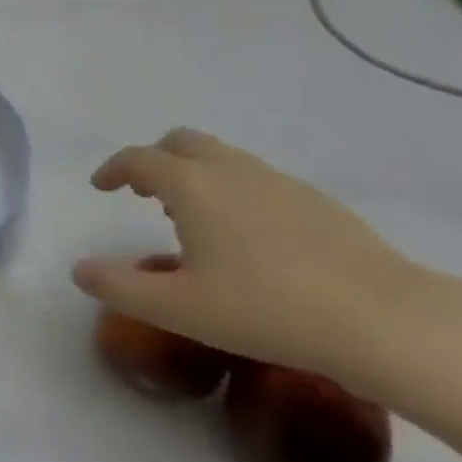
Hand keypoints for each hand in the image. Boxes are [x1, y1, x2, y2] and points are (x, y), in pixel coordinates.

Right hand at [72, 129, 429, 383]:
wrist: (382, 319)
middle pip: (180, 142)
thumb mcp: (181, 309)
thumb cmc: (267, 311)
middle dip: (155, 160)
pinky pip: (256, 178)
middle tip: (146, 194)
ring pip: (221, 157)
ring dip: (195, 173)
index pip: (138, 159)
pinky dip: (233, 189)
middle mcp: (230, 169)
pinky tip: (250, 239)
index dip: (113, 169)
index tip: (101, 186)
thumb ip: (121, 288)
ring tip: (194, 219)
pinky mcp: (314, 199)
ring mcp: (276, 180)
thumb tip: (79, 271)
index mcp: (191, 185)